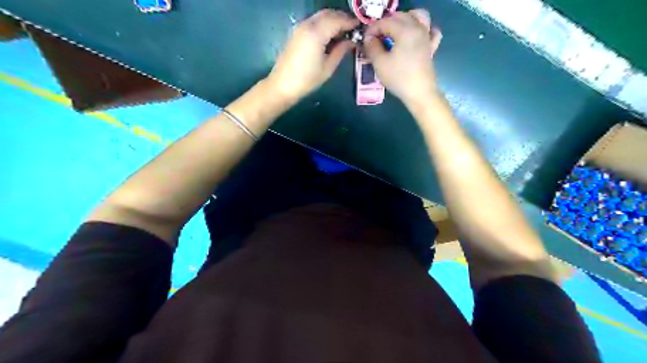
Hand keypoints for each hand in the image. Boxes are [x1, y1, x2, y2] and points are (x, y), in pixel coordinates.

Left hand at [267, 11, 358, 102]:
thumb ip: (340, 51)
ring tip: (343, 32)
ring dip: (333, 20)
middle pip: (328, 14)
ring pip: (320, 16)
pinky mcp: (296, 32)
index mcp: (316, 34)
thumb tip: (351, 41)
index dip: (350, 22)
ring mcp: (300, 27)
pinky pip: (313, 21)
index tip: (360, 27)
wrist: (282, 85)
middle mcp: (307, 25)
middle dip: (342, 18)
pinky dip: (324, 23)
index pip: (337, 20)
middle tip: (353, 28)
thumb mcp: (328, 68)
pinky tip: (330, 35)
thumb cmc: (307, 80)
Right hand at [363, 8, 444, 105]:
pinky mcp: (431, 47)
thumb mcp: (380, 63)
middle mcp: (418, 28)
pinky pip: (431, 31)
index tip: (365, 40)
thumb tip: (369, 38)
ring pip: (419, 16)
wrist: (419, 93)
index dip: (373, 29)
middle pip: (401, 16)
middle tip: (376, 37)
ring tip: (395, 30)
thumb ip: (372, 47)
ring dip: (405, 19)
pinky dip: (424, 28)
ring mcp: (427, 37)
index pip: (385, 22)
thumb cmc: (398, 78)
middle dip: (386, 23)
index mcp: (405, 30)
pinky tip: (417, 35)